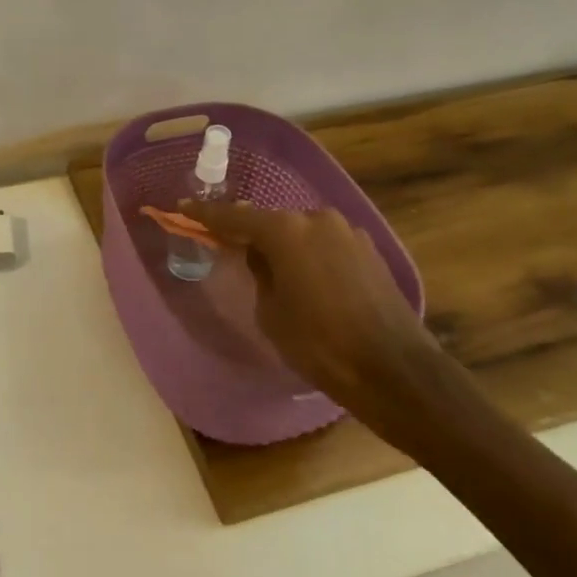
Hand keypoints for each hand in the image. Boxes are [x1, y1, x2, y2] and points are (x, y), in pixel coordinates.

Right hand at [185, 201, 477, 454]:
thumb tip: (261, 255)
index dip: (204, 214)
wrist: (394, 370)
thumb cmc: (319, 344)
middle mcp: (317, 219)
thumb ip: (259, 273)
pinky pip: (325, 245)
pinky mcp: (369, 251)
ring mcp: (348, 232)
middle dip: (249, 231)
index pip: (233, 217)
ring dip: (283, 244)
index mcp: (286, 231)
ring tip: (271, 268)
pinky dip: (309, 254)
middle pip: (271, 221)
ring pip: (301, 232)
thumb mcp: (271, 312)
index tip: (182, 207)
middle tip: (228, 245)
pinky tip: (307, 279)